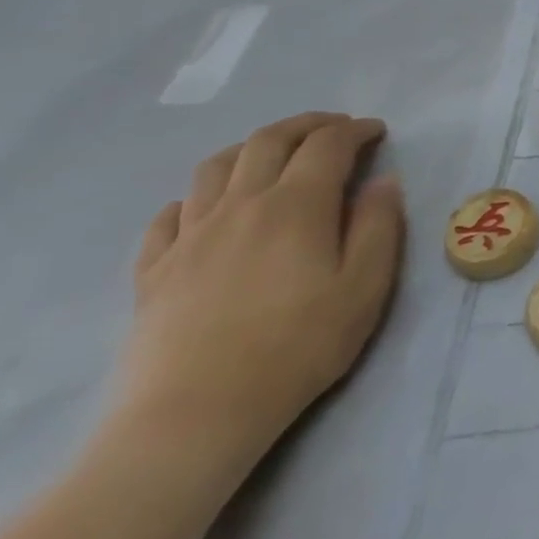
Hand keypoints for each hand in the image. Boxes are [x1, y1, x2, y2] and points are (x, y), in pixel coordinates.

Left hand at [116, 113, 405, 475]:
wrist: (196, 413)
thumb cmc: (299, 346)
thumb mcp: (365, 286)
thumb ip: (379, 226)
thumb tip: (383, 182)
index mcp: (296, 206)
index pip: (327, 145)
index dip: (355, 130)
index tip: (377, 131)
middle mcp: (240, 205)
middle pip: (268, 142)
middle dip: (307, 125)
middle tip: (335, 128)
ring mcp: (190, 235)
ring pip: (215, 167)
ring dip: (252, 147)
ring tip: (275, 154)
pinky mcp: (155, 269)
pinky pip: (170, 214)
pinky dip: (197, 195)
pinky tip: (208, 207)